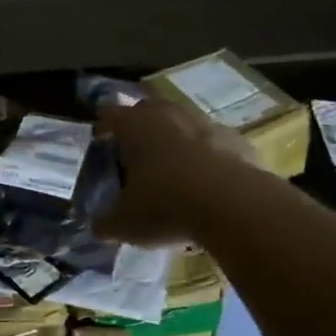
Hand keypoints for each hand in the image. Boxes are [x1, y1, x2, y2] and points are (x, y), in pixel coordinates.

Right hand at [96, 98, 259, 244]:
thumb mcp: (124, 223)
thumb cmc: (165, 205)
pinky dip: (207, 157)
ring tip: (171, 166)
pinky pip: (214, 144)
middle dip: (140, 125)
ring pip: (184, 123)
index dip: (103, 127)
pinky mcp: (238, 141)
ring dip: (176, 138)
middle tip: (134, 150)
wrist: (234, 206)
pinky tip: (206, 181)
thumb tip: (98, 226)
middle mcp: (169, 115)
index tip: (99, 141)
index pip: (110, 115)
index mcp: (135, 125)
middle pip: (149, 109)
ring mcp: (207, 124)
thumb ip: (106, 222)